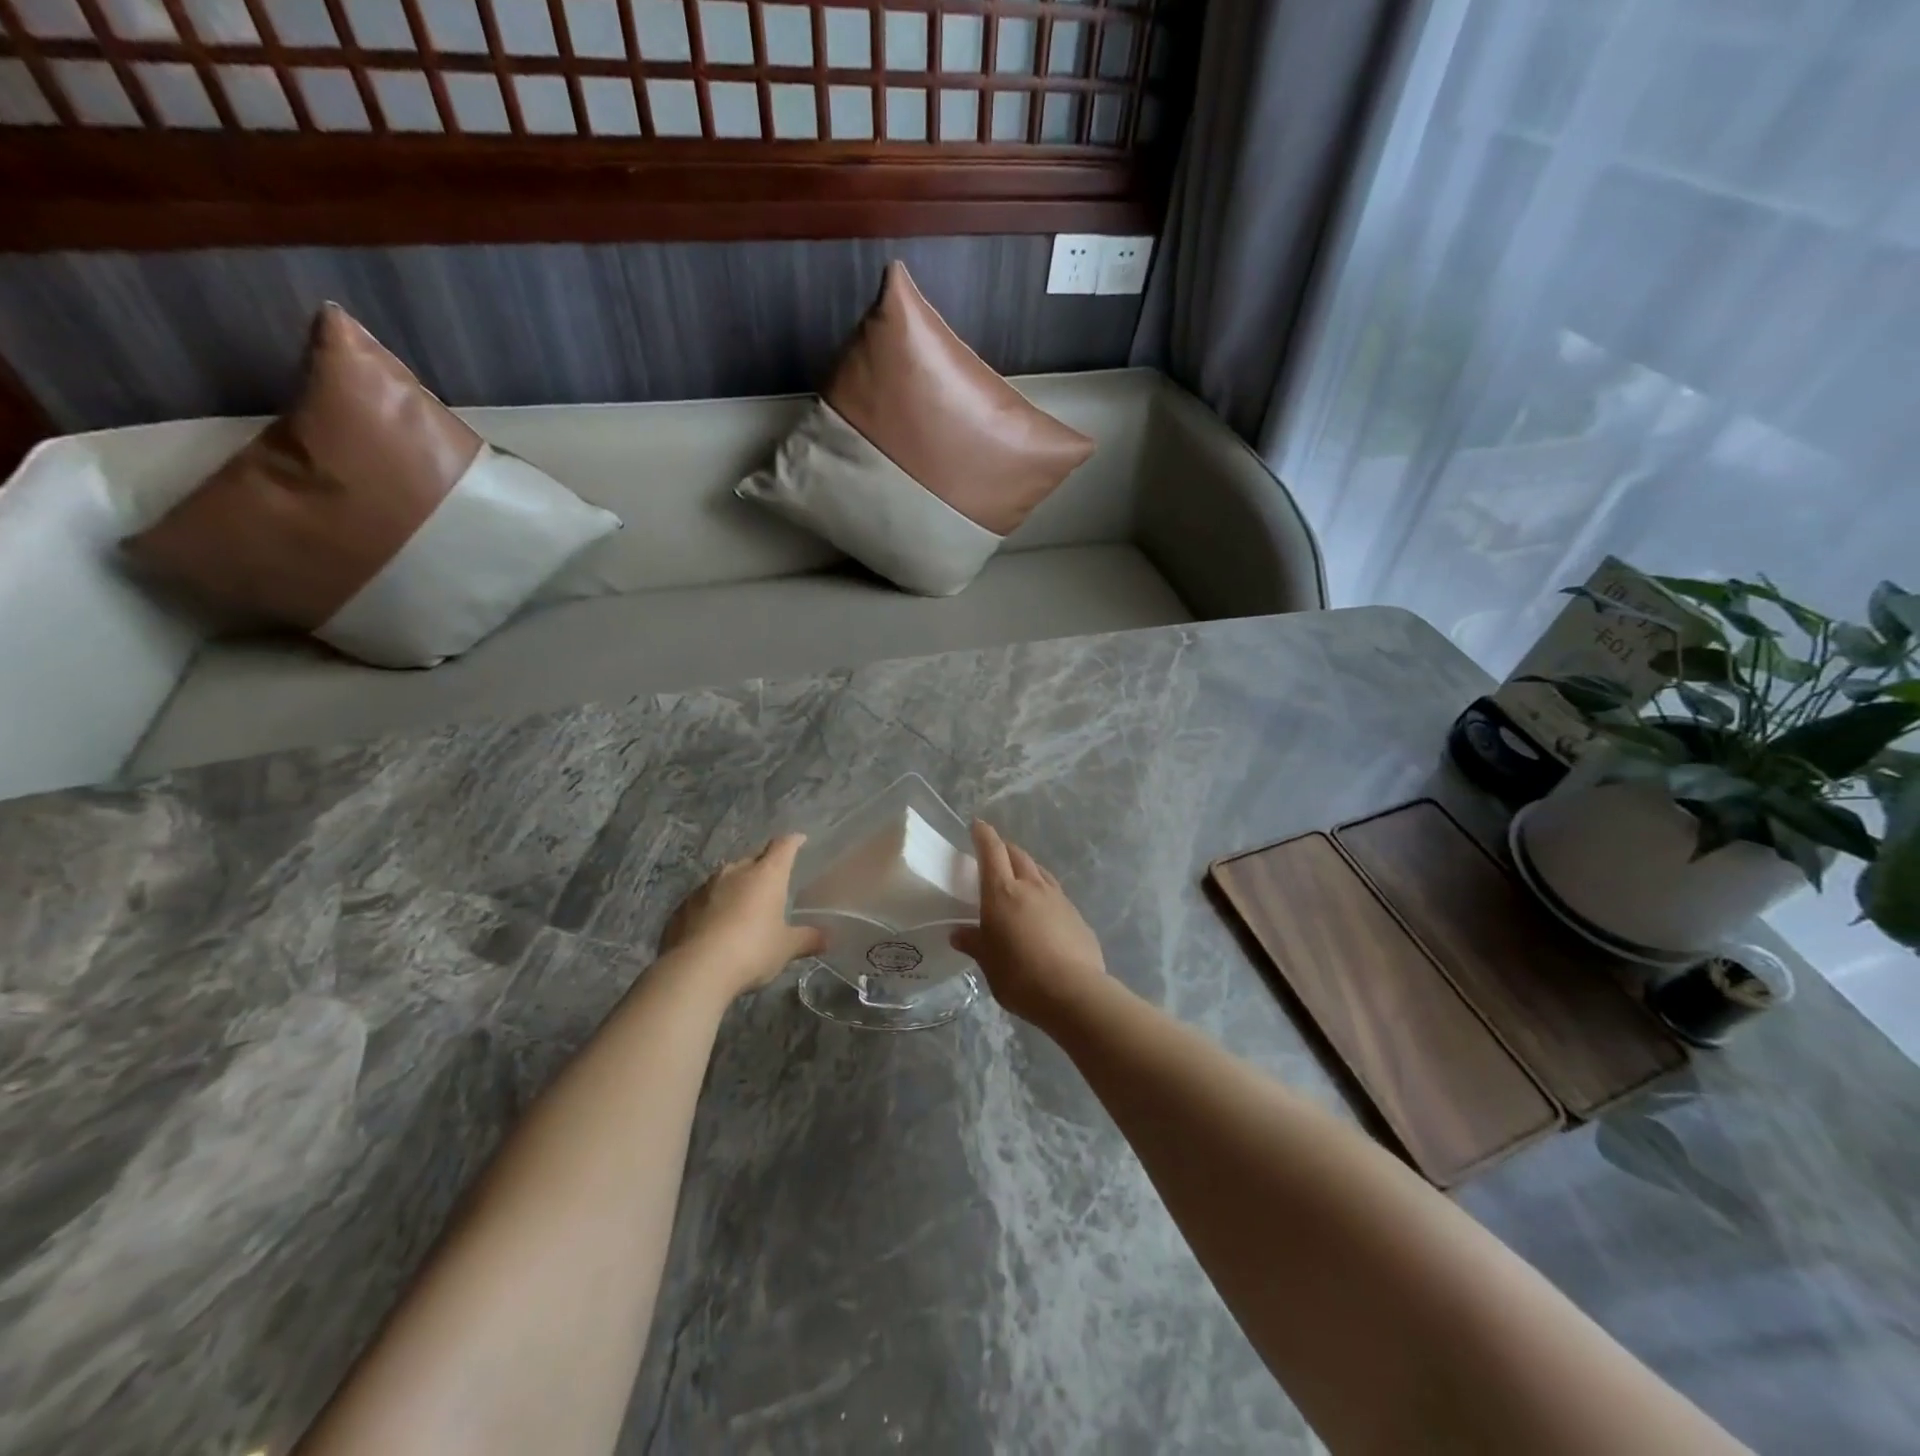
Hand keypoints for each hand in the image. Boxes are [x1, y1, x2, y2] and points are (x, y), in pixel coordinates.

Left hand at [662, 834, 827, 998]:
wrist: (696, 970)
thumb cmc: (752, 950)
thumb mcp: (786, 948)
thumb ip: (807, 939)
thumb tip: (827, 938)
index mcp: (766, 874)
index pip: (783, 846)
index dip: (793, 842)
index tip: (799, 840)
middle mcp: (735, 872)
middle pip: (753, 860)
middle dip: (762, 868)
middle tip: (771, 884)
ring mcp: (704, 887)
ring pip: (725, 879)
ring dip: (735, 887)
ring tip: (741, 907)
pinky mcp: (681, 907)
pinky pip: (703, 900)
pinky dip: (711, 907)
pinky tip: (714, 927)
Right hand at [951, 820, 1106, 1025]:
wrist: (1073, 992)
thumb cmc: (1019, 975)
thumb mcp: (988, 963)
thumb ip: (975, 943)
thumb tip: (958, 933)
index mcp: (1002, 892)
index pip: (991, 851)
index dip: (984, 835)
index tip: (978, 825)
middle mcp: (1031, 886)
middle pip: (1018, 855)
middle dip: (1005, 849)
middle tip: (996, 854)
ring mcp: (1058, 899)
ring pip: (1040, 871)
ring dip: (1027, 868)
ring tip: (1020, 877)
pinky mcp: (1077, 916)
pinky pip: (1056, 894)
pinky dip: (1044, 893)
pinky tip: (1043, 910)